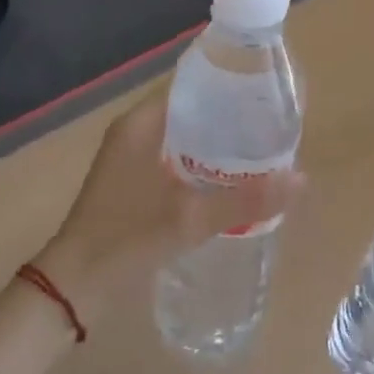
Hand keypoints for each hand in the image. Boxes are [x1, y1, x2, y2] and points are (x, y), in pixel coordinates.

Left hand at [32, 91, 305, 318]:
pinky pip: (177, 157)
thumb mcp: (190, 218)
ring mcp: (132, 156)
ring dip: (218, 142)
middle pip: (194, 110)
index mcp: (143, 122)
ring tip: (261, 150)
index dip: (231, 86)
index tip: (266, 95)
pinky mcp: (133, 180)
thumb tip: (301, 179)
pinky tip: (231, 179)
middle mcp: (136, 130)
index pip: (195, 85)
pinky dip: (203, 162)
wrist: (73, 288)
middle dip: (231, 118)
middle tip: (271, 126)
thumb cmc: (125, 239)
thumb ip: (245, 199)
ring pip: (187, 136)